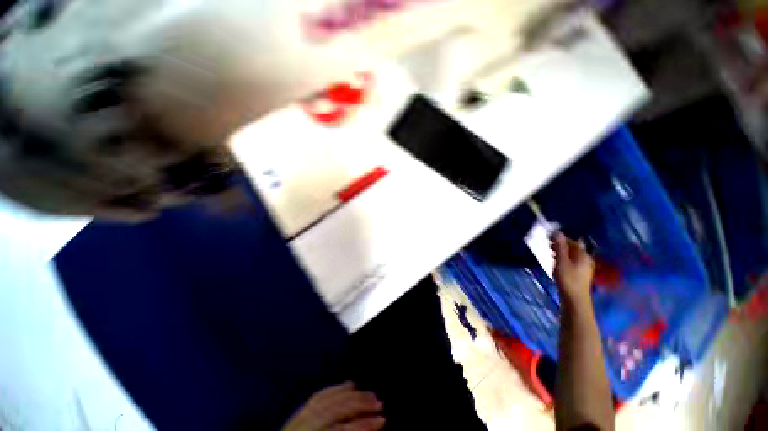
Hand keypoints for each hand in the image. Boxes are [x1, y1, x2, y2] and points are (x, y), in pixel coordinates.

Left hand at [282, 382, 384, 430]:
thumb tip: (367, 428)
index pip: (339, 429)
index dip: (363, 425)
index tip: (382, 421)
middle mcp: (299, 429)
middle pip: (332, 409)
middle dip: (359, 403)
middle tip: (379, 403)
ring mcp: (294, 422)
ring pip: (325, 398)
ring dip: (350, 393)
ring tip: (368, 394)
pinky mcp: (294, 418)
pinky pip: (317, 397)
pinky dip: (335, 389)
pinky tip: (348, 386)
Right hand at [551, 231, 593, 305]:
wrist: (575, 300)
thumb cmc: (568, 279)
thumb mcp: (561, 261)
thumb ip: (559, 246)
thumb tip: (557, 232)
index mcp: (583, 255)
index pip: (572, 241)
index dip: (560, 238)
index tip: (547, 238)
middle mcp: (586, 259)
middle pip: (573, 248)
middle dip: (560, 245)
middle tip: (547, 246)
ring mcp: (585, 267)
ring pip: (572, 255)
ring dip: (561, 253)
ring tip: (550, 254)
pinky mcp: (581, 274)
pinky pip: (572, 262)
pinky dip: (564, 259)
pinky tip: (557, 264)